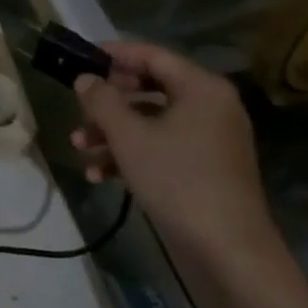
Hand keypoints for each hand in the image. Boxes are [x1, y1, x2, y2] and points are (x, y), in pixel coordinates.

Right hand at [71, 41, 307, 307]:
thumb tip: (86, 79)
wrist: (229, 253)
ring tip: (79, 146)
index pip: (151, 54)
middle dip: (109, 101)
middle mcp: (210, 106)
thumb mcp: (129, 136)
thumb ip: (102, 100)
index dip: (113, 53)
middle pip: (149, 87)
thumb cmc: (177, 181)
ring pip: (151, 121)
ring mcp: (210, 139)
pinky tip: (98, 174)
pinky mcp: (205, 168)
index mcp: (201, 87)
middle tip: (79, 107)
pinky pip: (162, 147)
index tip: (80, 58)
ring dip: (113, 131)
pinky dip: (131, 154)